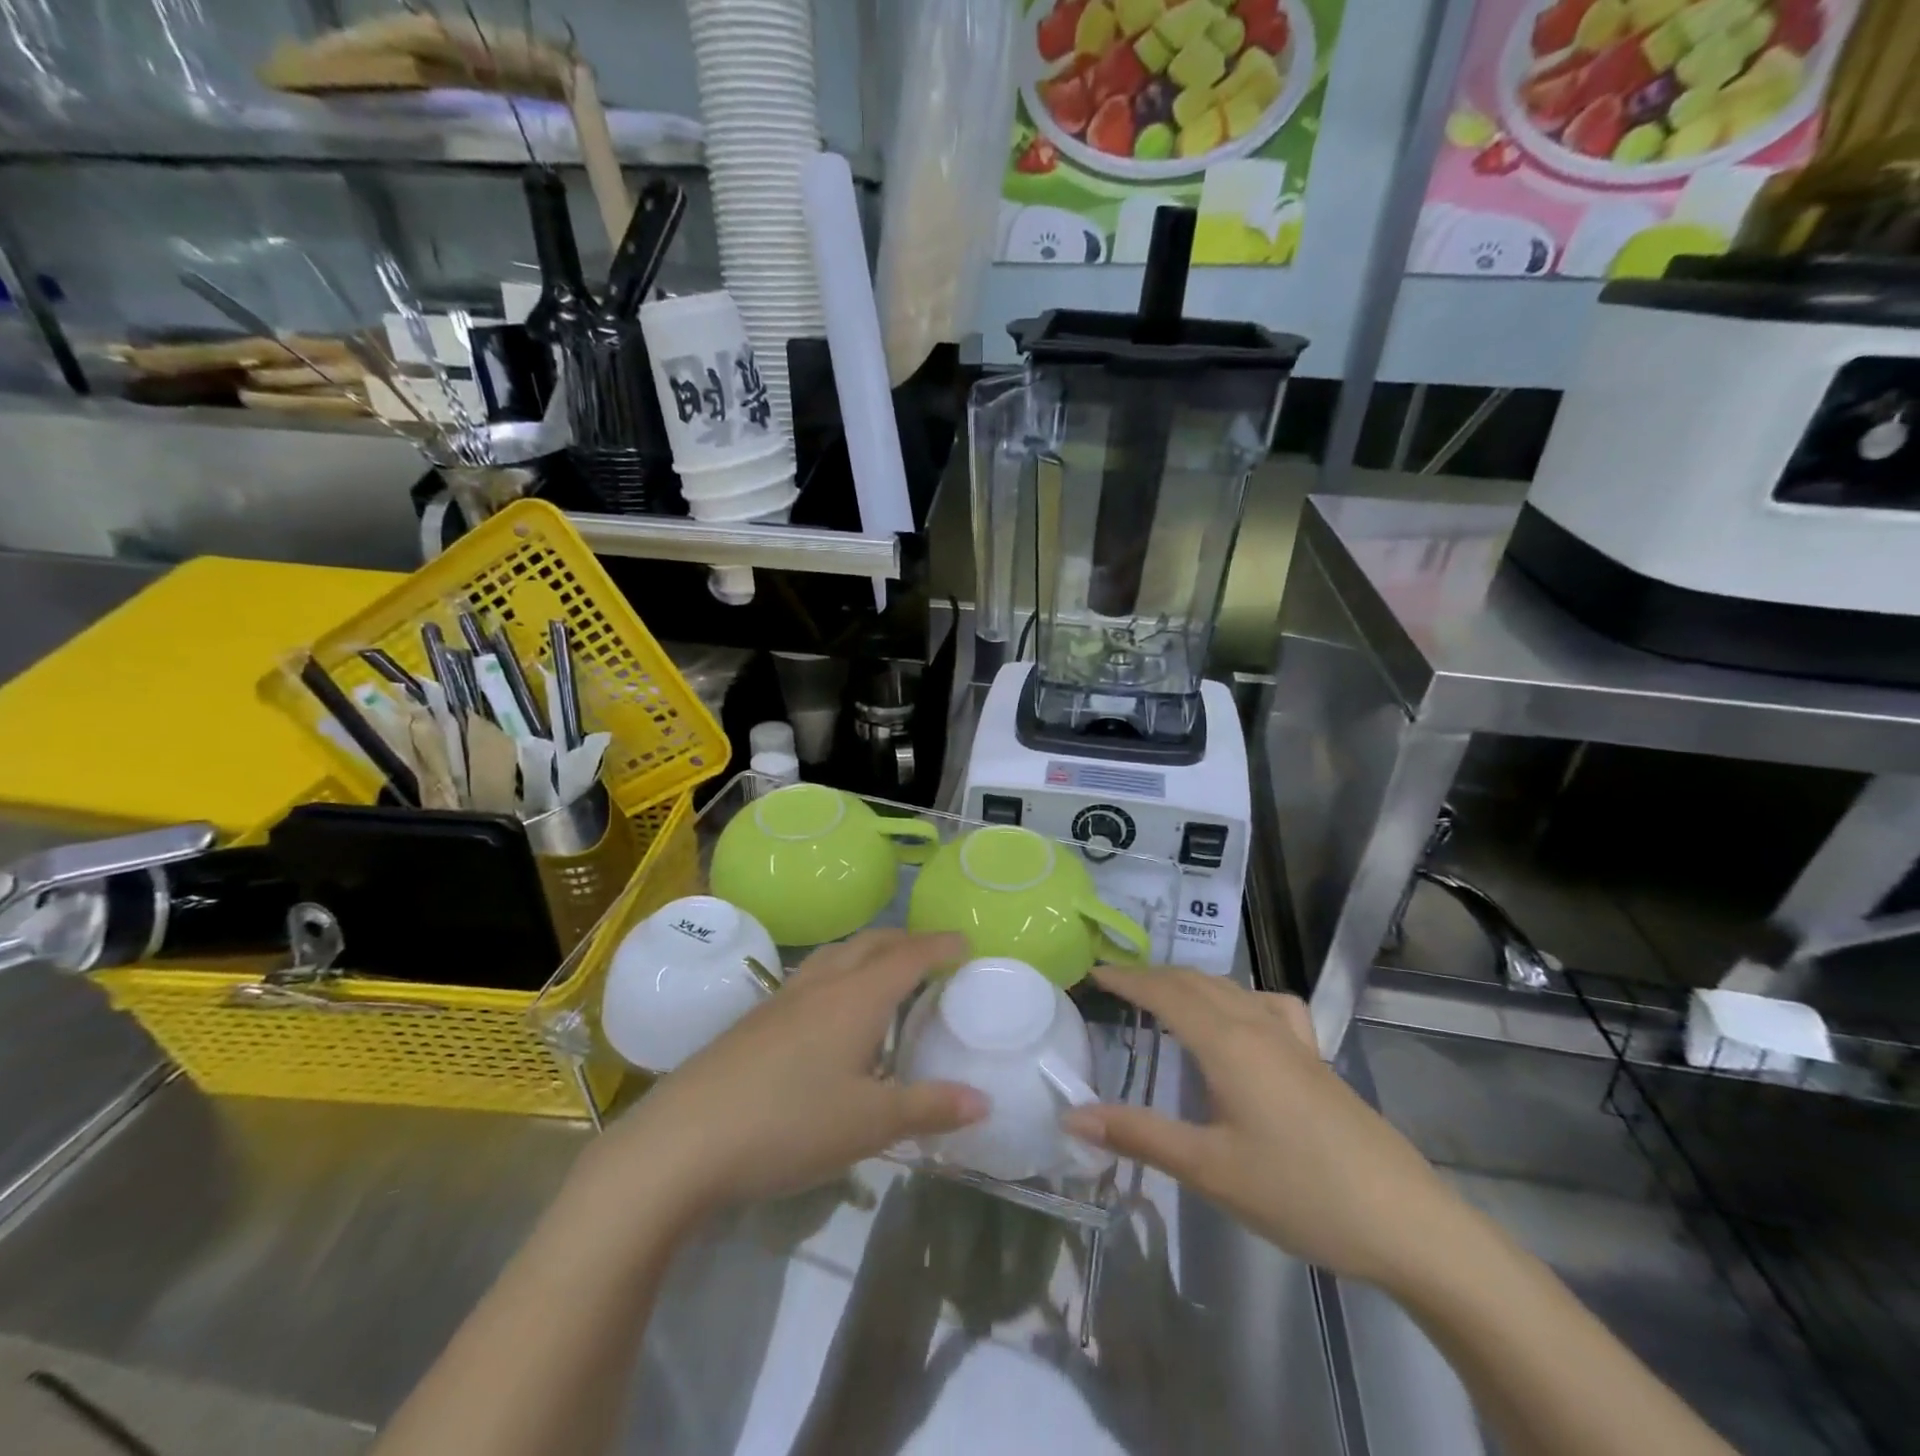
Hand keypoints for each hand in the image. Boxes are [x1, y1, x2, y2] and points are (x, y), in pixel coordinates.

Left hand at [585, 930, 986, 1223]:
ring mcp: (783, 998)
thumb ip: (929, 1107)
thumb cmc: (790, 1124)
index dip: (940, 946)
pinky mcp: (755, 1019)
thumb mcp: (870, 1124)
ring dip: (868, 952)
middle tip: (932, 954)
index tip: (965, 942)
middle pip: (871, 943)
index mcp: (857, 997)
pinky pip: (811, 977)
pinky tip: (831, 1012)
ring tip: (884, 972)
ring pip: (836, 955)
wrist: (683, 1140)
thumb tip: (984, 1100)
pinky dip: (839, 974)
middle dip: (906, 941)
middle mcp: (822, 984)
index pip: (909, 956)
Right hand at [1061, 966, 1452, 1286]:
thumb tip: (1072, 1117)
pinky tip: (1243, 1020)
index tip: (1093, 972)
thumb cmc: (1299, 1192)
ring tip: (1164, 996)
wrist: (1406, 1222)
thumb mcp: (1209, 1170)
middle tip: (1116, 985)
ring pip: (1231, 988)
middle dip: (1153, 976)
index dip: (1127, 979)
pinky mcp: (1316, 1058)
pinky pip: (1269, 1005)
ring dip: (1190, 982)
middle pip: (1196, 982)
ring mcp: (1293, 1039)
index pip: (1165, 992)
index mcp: (1227, 1043)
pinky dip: (1239, 996)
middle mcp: (1257, 1026)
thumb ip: (1139, 1136)